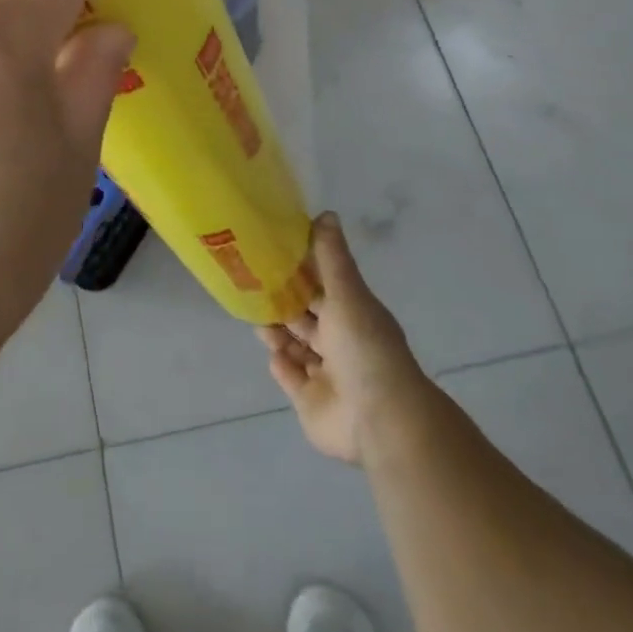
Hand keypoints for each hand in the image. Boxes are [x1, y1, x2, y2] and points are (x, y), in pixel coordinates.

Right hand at [259, 214, 430, 464]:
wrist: (379, 418)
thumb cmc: (364, 347)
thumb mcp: (348, 293)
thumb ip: (331, 257)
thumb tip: (326, 213)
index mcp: (353, 314)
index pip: (323, 286)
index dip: (300, 270)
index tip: (272, 253)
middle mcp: (341, 342)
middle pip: (306, 317)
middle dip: (284, 302)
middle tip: (252, 285)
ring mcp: (327, 374)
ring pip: (296, 346)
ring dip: (278, 332)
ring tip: (257, 319)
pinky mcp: (311, 401)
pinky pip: (292, 378)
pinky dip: (282, 365)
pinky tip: (272, 353)